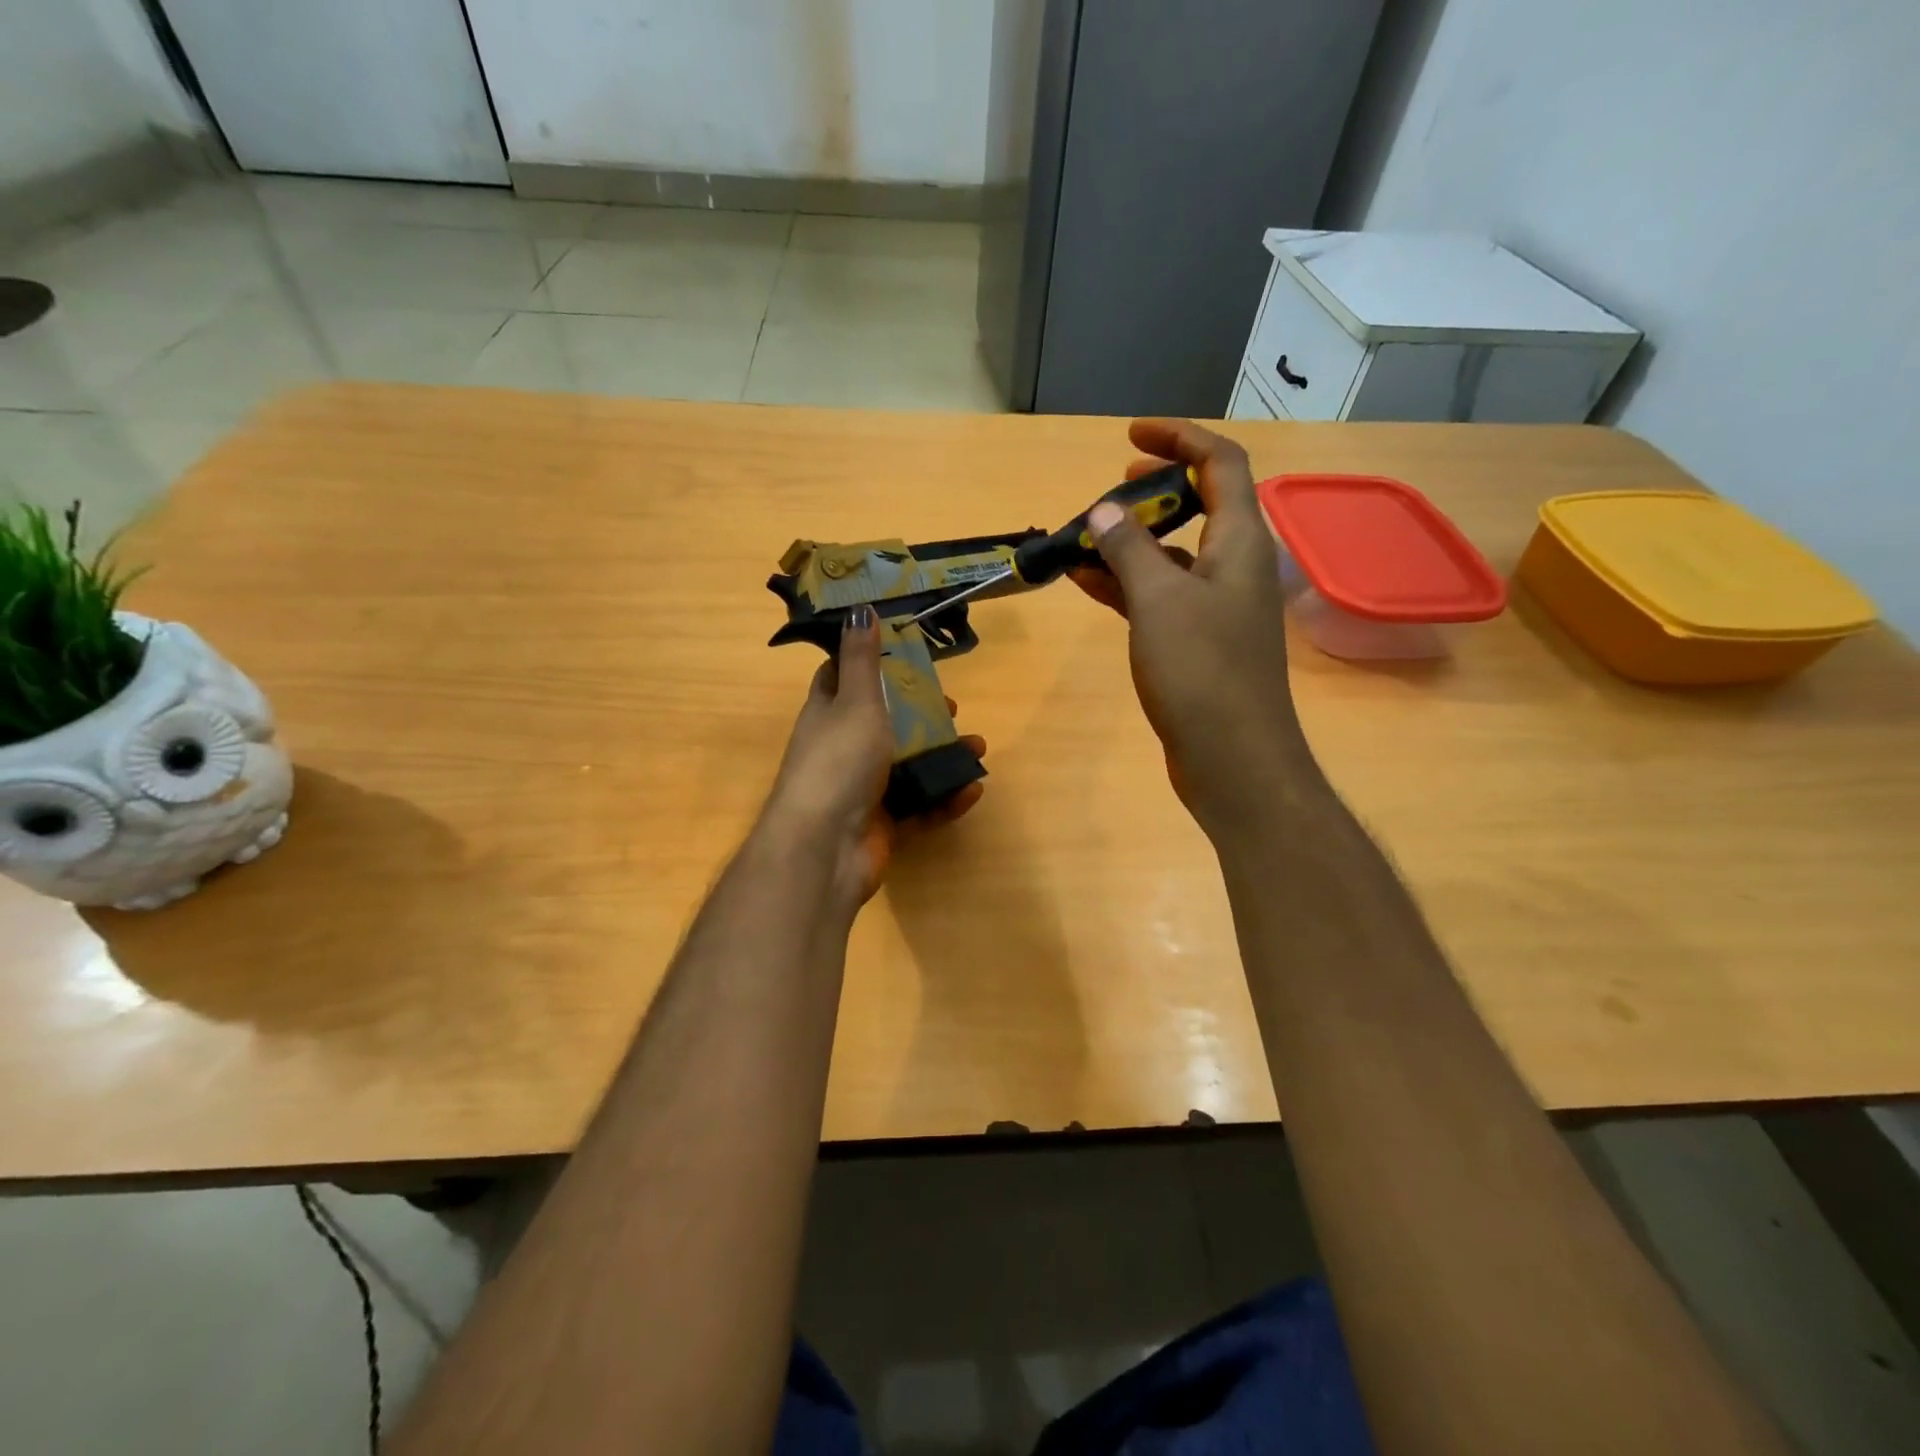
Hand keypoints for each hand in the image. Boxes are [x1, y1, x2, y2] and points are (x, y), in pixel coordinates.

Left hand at [759, 607, 985, 906]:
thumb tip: (858, 609)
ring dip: (942, 756)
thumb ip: (861, 659)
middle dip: (920, 714)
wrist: (825, 847)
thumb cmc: (840, 761)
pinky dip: (944, 799)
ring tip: (977, 748)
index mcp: (827, 714)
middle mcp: (841, 749)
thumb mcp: (854, 700)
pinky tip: (972, 790)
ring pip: (907, 766)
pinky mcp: (881, 825)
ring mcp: (861, 790)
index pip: (842, 679)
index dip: (870, 664)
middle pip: (884, 724)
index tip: (904, 653)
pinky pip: (918, 807)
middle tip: (951, 706)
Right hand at [1068, 419, 1311, 835]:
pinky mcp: (1199, 641)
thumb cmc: (1202, 671)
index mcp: (1241, 542)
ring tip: (1082, 539)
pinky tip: (1085, 583)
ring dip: (1132, 542)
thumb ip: (1130, 550)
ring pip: (1174, 554)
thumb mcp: (1159, 601)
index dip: (1180, 438)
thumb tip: (1104, 511)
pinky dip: (1128, 585)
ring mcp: (1218, 606)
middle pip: (1200, 505)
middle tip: (1111, 489)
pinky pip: (1162, 595)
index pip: (1222, 464)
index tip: (1131, 436)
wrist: (1233, 758)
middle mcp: (1236, 566)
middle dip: (1154, 490)